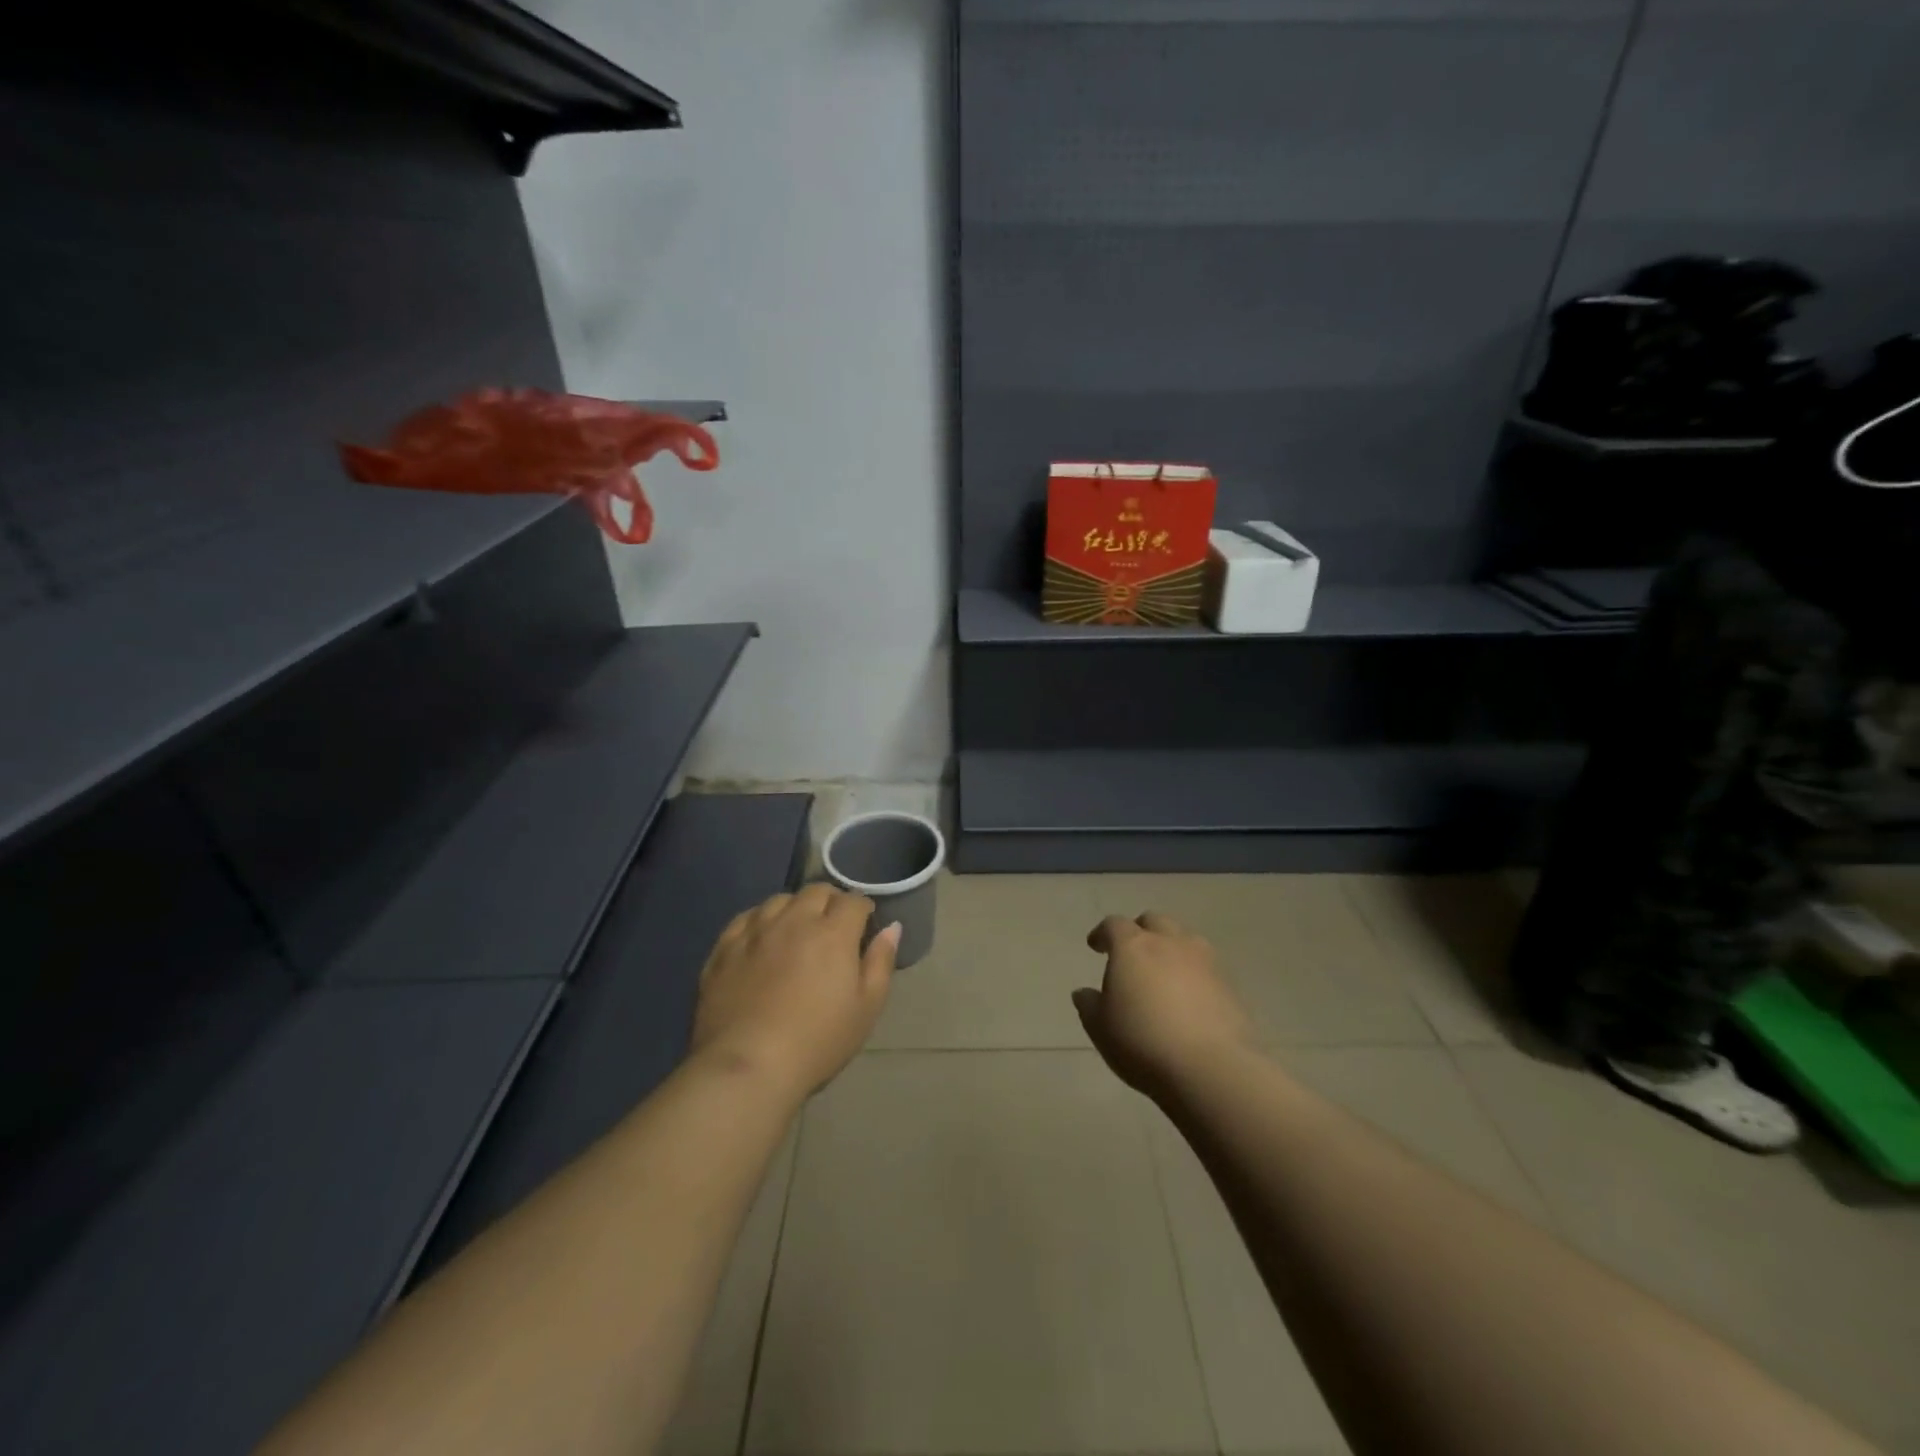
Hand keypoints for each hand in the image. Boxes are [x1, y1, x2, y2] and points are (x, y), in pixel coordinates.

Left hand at [690, 884, 898, 1098]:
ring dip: (794, 907)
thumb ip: (881, 962)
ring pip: (778, 900)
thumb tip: (892, 927)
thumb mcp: (866, 1008)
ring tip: (796, 928)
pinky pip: (745, 918)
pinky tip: (761, 937)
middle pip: (816, 892)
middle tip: (833, 925)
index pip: (853, 901)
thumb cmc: (817, 1042)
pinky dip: (759, 920)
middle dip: (830, 901)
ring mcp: (755, 931)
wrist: (747, 1067)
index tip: (865, 925)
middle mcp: (794, 921)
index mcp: (833, 933)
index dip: (863, 909)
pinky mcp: (724, 948)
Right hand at [1074, 912, 1255, 1096]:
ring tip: (1164, 971)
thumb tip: (1084, 993)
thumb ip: (1090, 1005)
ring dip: (1171, 946)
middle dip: (1140, 931)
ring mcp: (1204, 960)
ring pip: (1184, 937)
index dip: (1102, 933)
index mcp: (1133, 946)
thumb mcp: (1101, 1028)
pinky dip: (1194, 972)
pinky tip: (1190, 996)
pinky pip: (1206, 965)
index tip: (1096, 946)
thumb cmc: (1143, 1042)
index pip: (1114, 925)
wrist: (1212, 1067)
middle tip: (1132, 953)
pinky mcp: (1229, 983)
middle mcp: (1169, 942)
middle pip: (1154, 921)